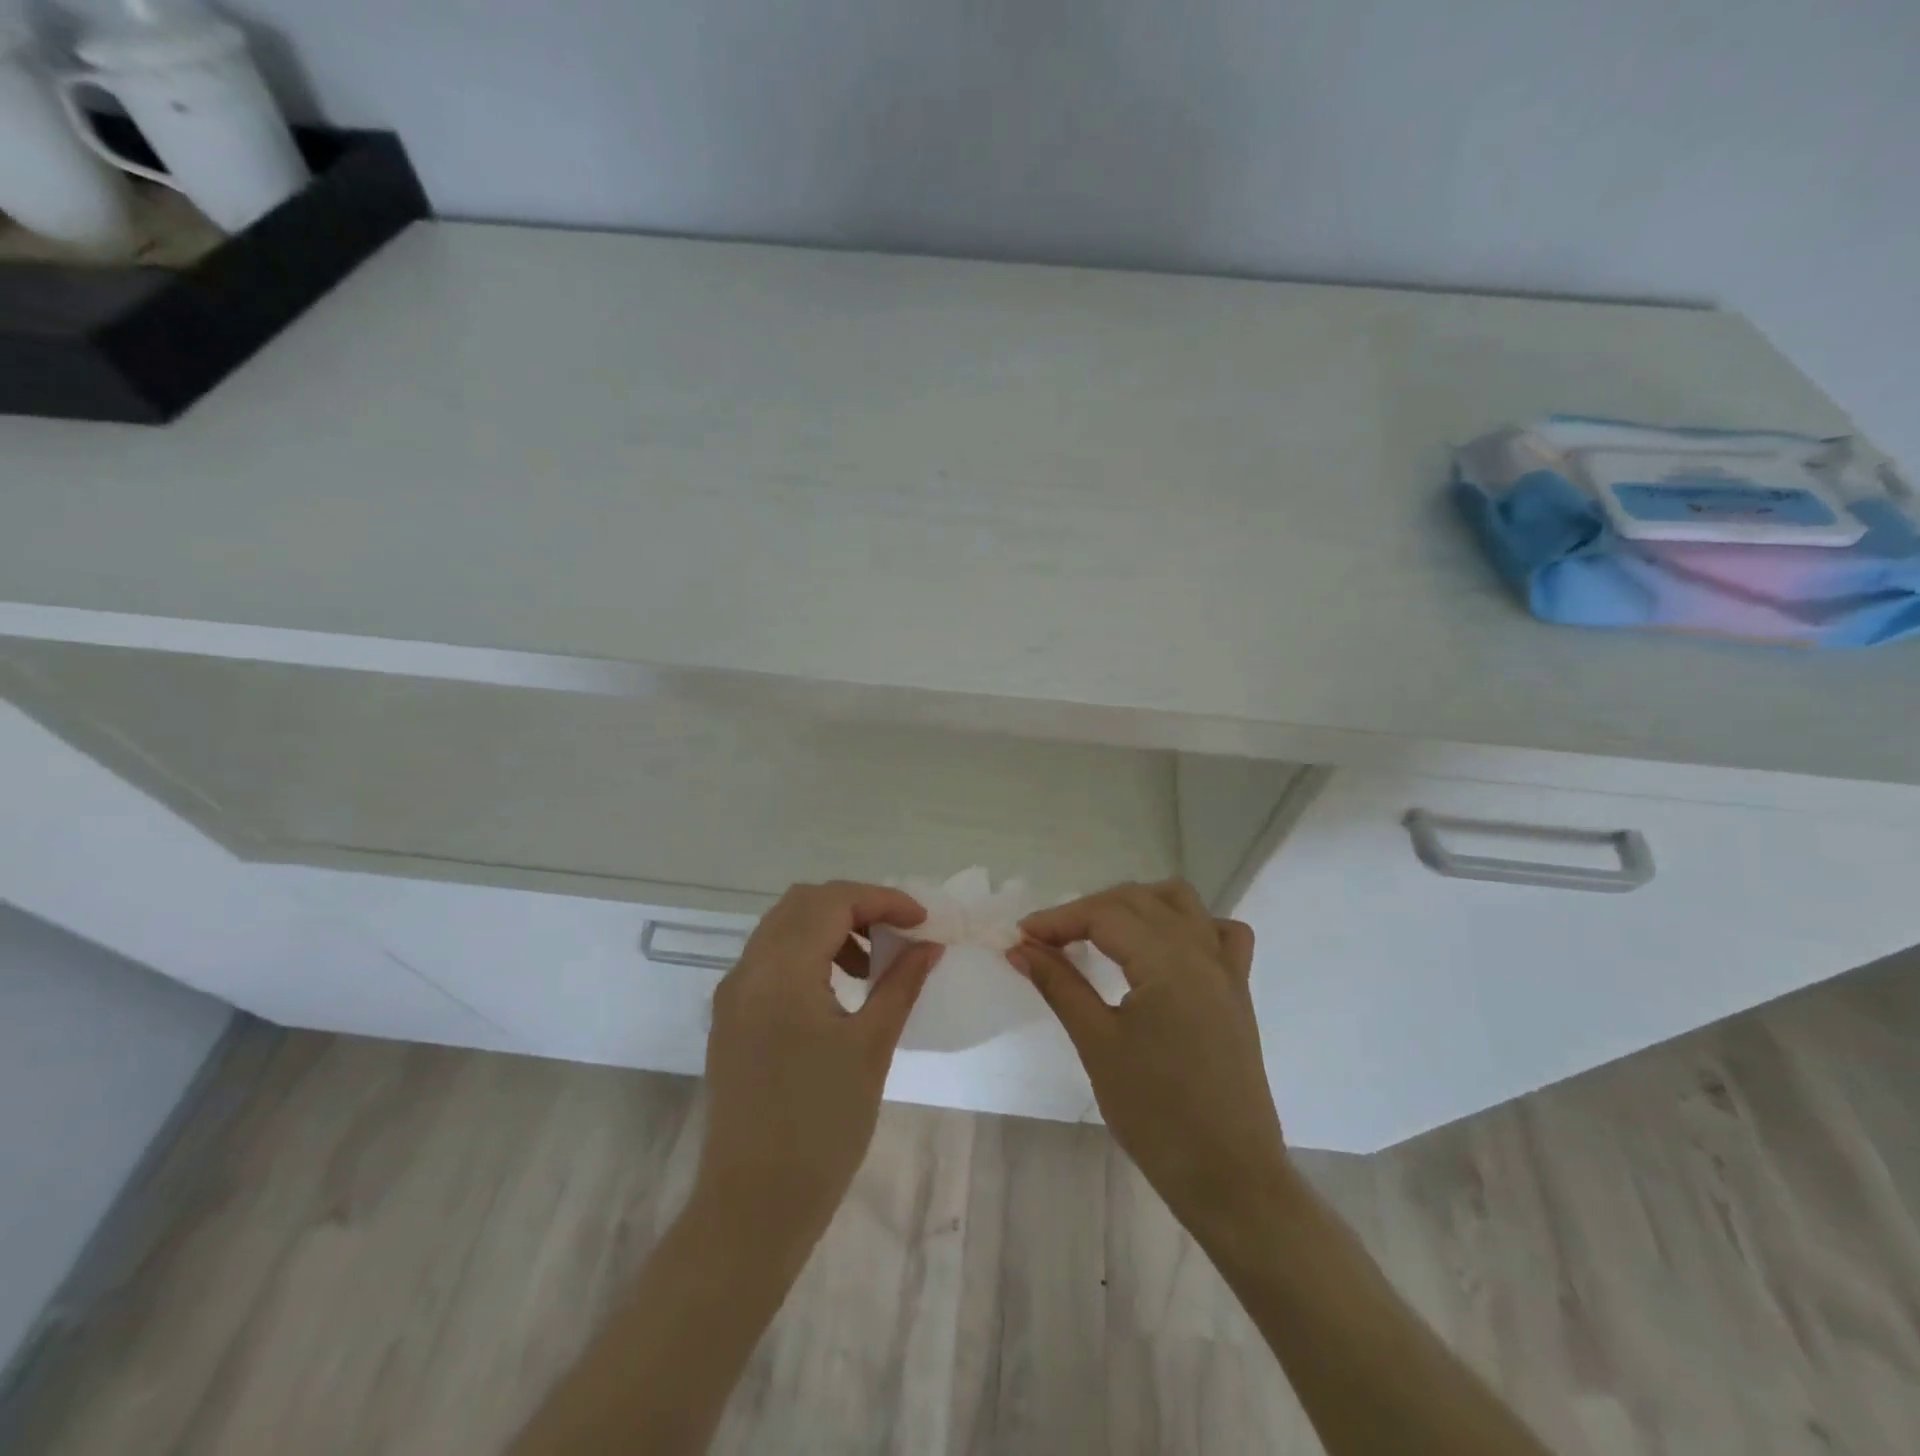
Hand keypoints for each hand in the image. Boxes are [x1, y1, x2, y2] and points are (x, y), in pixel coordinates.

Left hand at [696, 882, 941, 1245]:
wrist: (753, 1207)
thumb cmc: (821, 1127)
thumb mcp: (871, 1048)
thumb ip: (900, 984)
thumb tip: (929, 946)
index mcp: (781, 971)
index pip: (832, 901)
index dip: (882, 900)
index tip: (922, 921)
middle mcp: (748, 970)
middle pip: (803, 903)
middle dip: (855, 906)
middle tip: (897, 933)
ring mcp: (734, 995)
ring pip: (783, 928)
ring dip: (831, 927)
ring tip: (872, 964)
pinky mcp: (731, 1019)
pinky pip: (770, 959)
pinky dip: (808, 953)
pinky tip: (838, 989)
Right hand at [1011, 880, 1288, 1241]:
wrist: (1228, 1177)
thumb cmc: (1156, 1114)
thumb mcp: (1097, 1044)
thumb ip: (1059, 985)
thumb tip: (1020, 948)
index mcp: (1167, 961)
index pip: (1104, 914)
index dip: (1058, 920)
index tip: (1021, 938)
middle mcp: (1201, 950)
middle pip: (1137, 900)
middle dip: (1088, 910)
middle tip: (1049, 941)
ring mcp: (1226, 968)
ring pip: (1180, 903)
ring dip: (1136, 905)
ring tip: (1100, 932)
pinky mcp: (1238, 991)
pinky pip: (1219, 934)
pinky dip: (1189, 925)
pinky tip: (1165, 947)